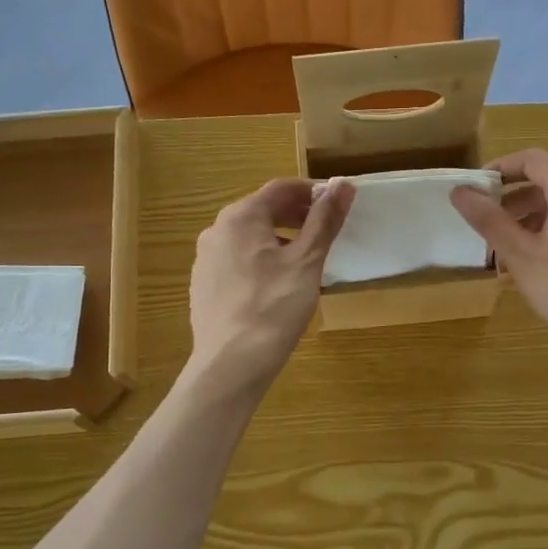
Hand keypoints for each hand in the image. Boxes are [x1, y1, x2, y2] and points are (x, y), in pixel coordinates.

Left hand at [187, 177, 353, 395]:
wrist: (230, 364)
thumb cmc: (274, 308)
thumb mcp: (307, 262)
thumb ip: (324, 220)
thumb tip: (343, 184)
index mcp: (240, 217)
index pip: (281, 188)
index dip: (313, 191)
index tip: (337, 203)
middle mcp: (216, 230)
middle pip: (262, 211)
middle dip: (296, 216)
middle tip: (325, 231)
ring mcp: (205, 260)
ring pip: (248, 238)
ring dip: (279, 239)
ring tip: (306, 260)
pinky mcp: (203, 286)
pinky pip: (237, 261)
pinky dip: (261, 261)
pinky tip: (277, 286)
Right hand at [451, 149, 547, 369]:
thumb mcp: (521, 256)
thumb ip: (490, 220)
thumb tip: (460, 192)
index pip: (531, 159)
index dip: (500, 169)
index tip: (477, 190)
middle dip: (514, 202)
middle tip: (489, 229)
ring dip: (533, 221)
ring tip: (510, 254)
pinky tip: (542, 265)